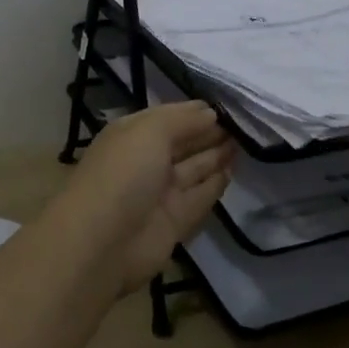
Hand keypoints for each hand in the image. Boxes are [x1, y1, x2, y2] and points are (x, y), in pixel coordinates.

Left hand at [49, 102, 234, 293]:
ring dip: (216, 155)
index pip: (168, 117)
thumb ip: (183, 120)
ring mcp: (160, 193)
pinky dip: (216, 184)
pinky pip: (200, 197)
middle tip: (244, 123)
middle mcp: (146, 161)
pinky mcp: (174, 221)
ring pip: (194, 169)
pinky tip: (233, 170)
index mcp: (132, 135)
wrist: (103, 242)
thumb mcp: (150, 131)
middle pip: (183, 143)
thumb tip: (211, 113)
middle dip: (209, 132)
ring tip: (245, 141)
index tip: (226, 105)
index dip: (195, 111)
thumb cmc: (124, 173)